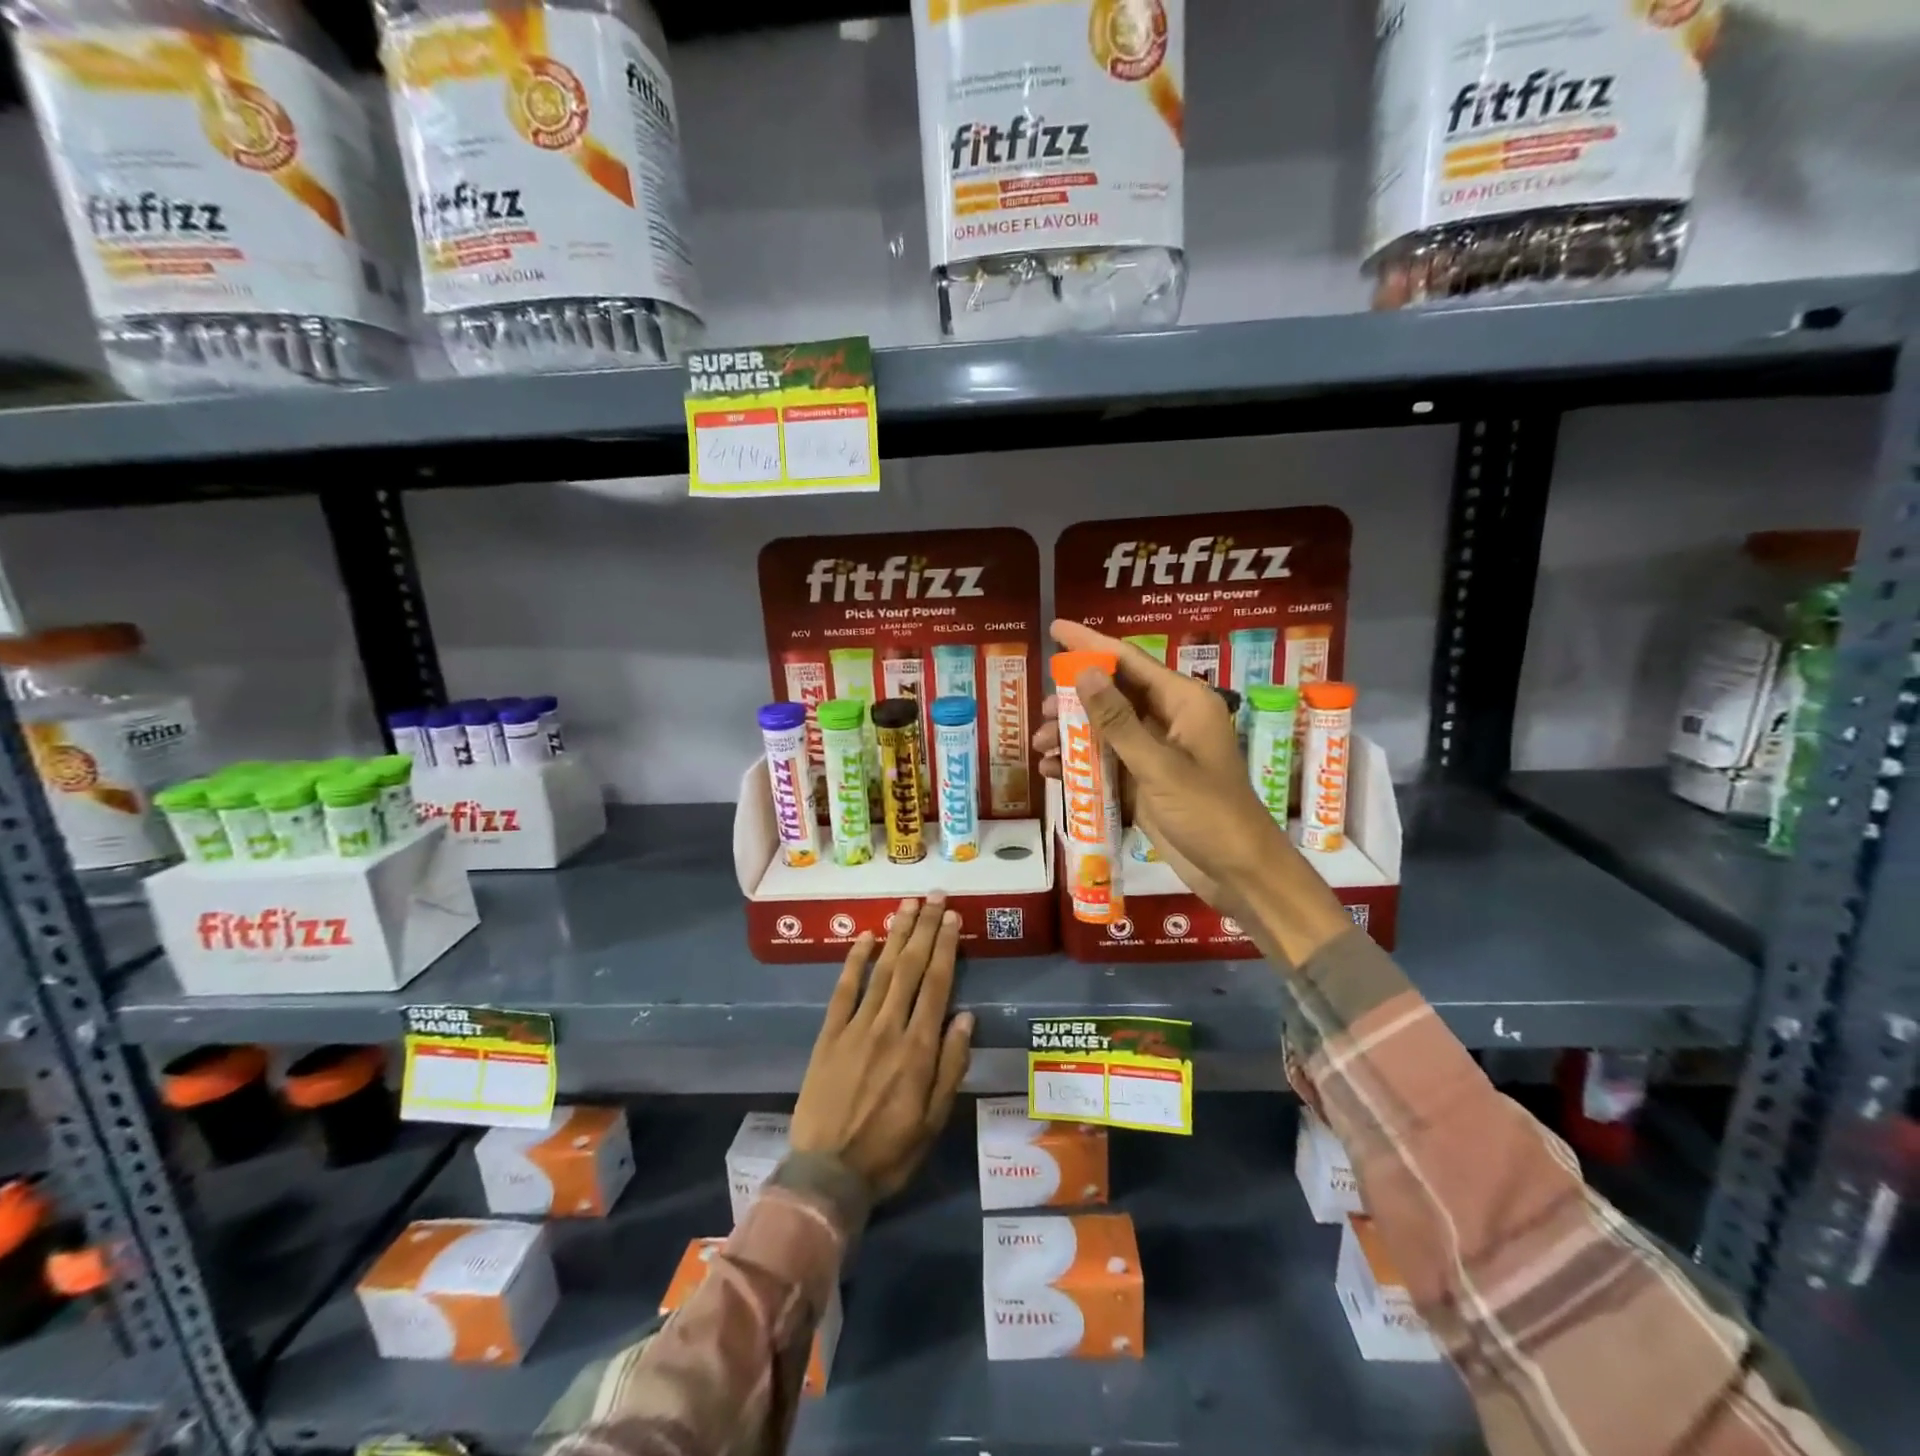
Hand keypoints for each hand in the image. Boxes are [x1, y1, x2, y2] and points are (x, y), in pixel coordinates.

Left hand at [791, 896, 974, 1200]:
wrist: (827, 1175)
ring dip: (895, 934)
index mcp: (919, 1049)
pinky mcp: (828, 1035)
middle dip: (924, 928)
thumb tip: (966, 1017)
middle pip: (909, 967)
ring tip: (906, 904)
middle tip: (934, 896)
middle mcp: (888, 1028)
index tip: (952, 918)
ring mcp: (855, 1028)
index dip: (945, 947)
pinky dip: (854, 961)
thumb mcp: (934, 1121)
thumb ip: (951, 1066)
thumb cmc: (889, 1152)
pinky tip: (865, 937)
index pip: (936, 984)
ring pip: (880, 970)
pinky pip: (843, 990)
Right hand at [1033, 619, 1289, 908]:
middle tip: (1042, 713)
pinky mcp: (1146, 780)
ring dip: (1073, 736)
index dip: (1090, 643)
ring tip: (1042, 748)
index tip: (1055, 628)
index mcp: (1184, 702)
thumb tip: (1083, 674)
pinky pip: (1108, 760)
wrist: (1236, 872)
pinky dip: (1082, 763)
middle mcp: (1170, 718)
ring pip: (1107, 729)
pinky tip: (1054, 773)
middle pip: (1114, 694)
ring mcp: (1157, 751)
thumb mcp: (1159, 766)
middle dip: (1074, 701)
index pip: (1130, 660)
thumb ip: (1118, 721)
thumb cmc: (1208, 812)